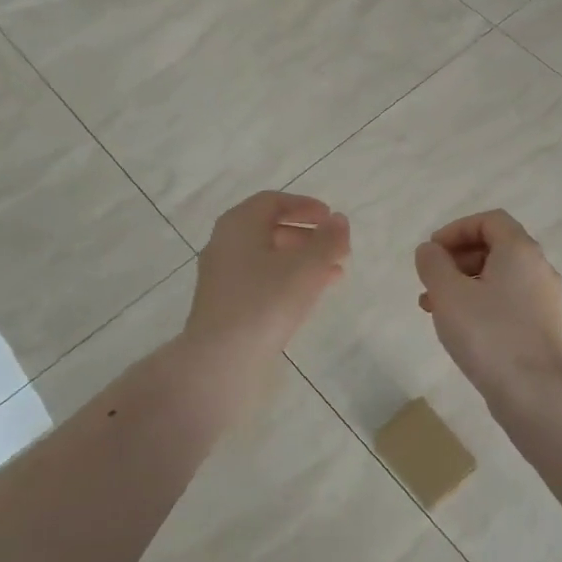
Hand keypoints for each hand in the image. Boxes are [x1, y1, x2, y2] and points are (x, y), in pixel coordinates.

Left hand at [184, 192, 350, 363]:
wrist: (222, 359)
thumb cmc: (265, 301)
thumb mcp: (307, 266)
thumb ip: (328, 240)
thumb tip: (338, 221)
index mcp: (238, 224)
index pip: (272, 201)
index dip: (304, 206)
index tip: (330, 218)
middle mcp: (225, 244)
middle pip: (269, 229)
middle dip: (306, 235)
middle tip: (335, 247)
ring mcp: (222, 277)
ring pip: (267, 258)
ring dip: (301, 260)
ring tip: (333, 272)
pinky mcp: (225, 305)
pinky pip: (261, 281)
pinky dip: (288, 280)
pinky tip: (312, 296)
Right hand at [415, 210, 561, 401]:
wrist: (531, 392)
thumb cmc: (487, 333)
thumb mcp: (448, 293)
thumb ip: (433, 263)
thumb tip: (430, 250)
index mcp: (520, 251)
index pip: (490, 220)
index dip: (456, 229)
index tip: (432, 252)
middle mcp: (539, 269)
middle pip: (495, 247)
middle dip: (457, 259)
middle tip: (430, 279)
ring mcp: (544, 300)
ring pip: (499, 277)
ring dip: (464, 283)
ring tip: (434, 307)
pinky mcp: (543, 327)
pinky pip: (508, 301)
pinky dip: (481, 303)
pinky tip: (459, 327)